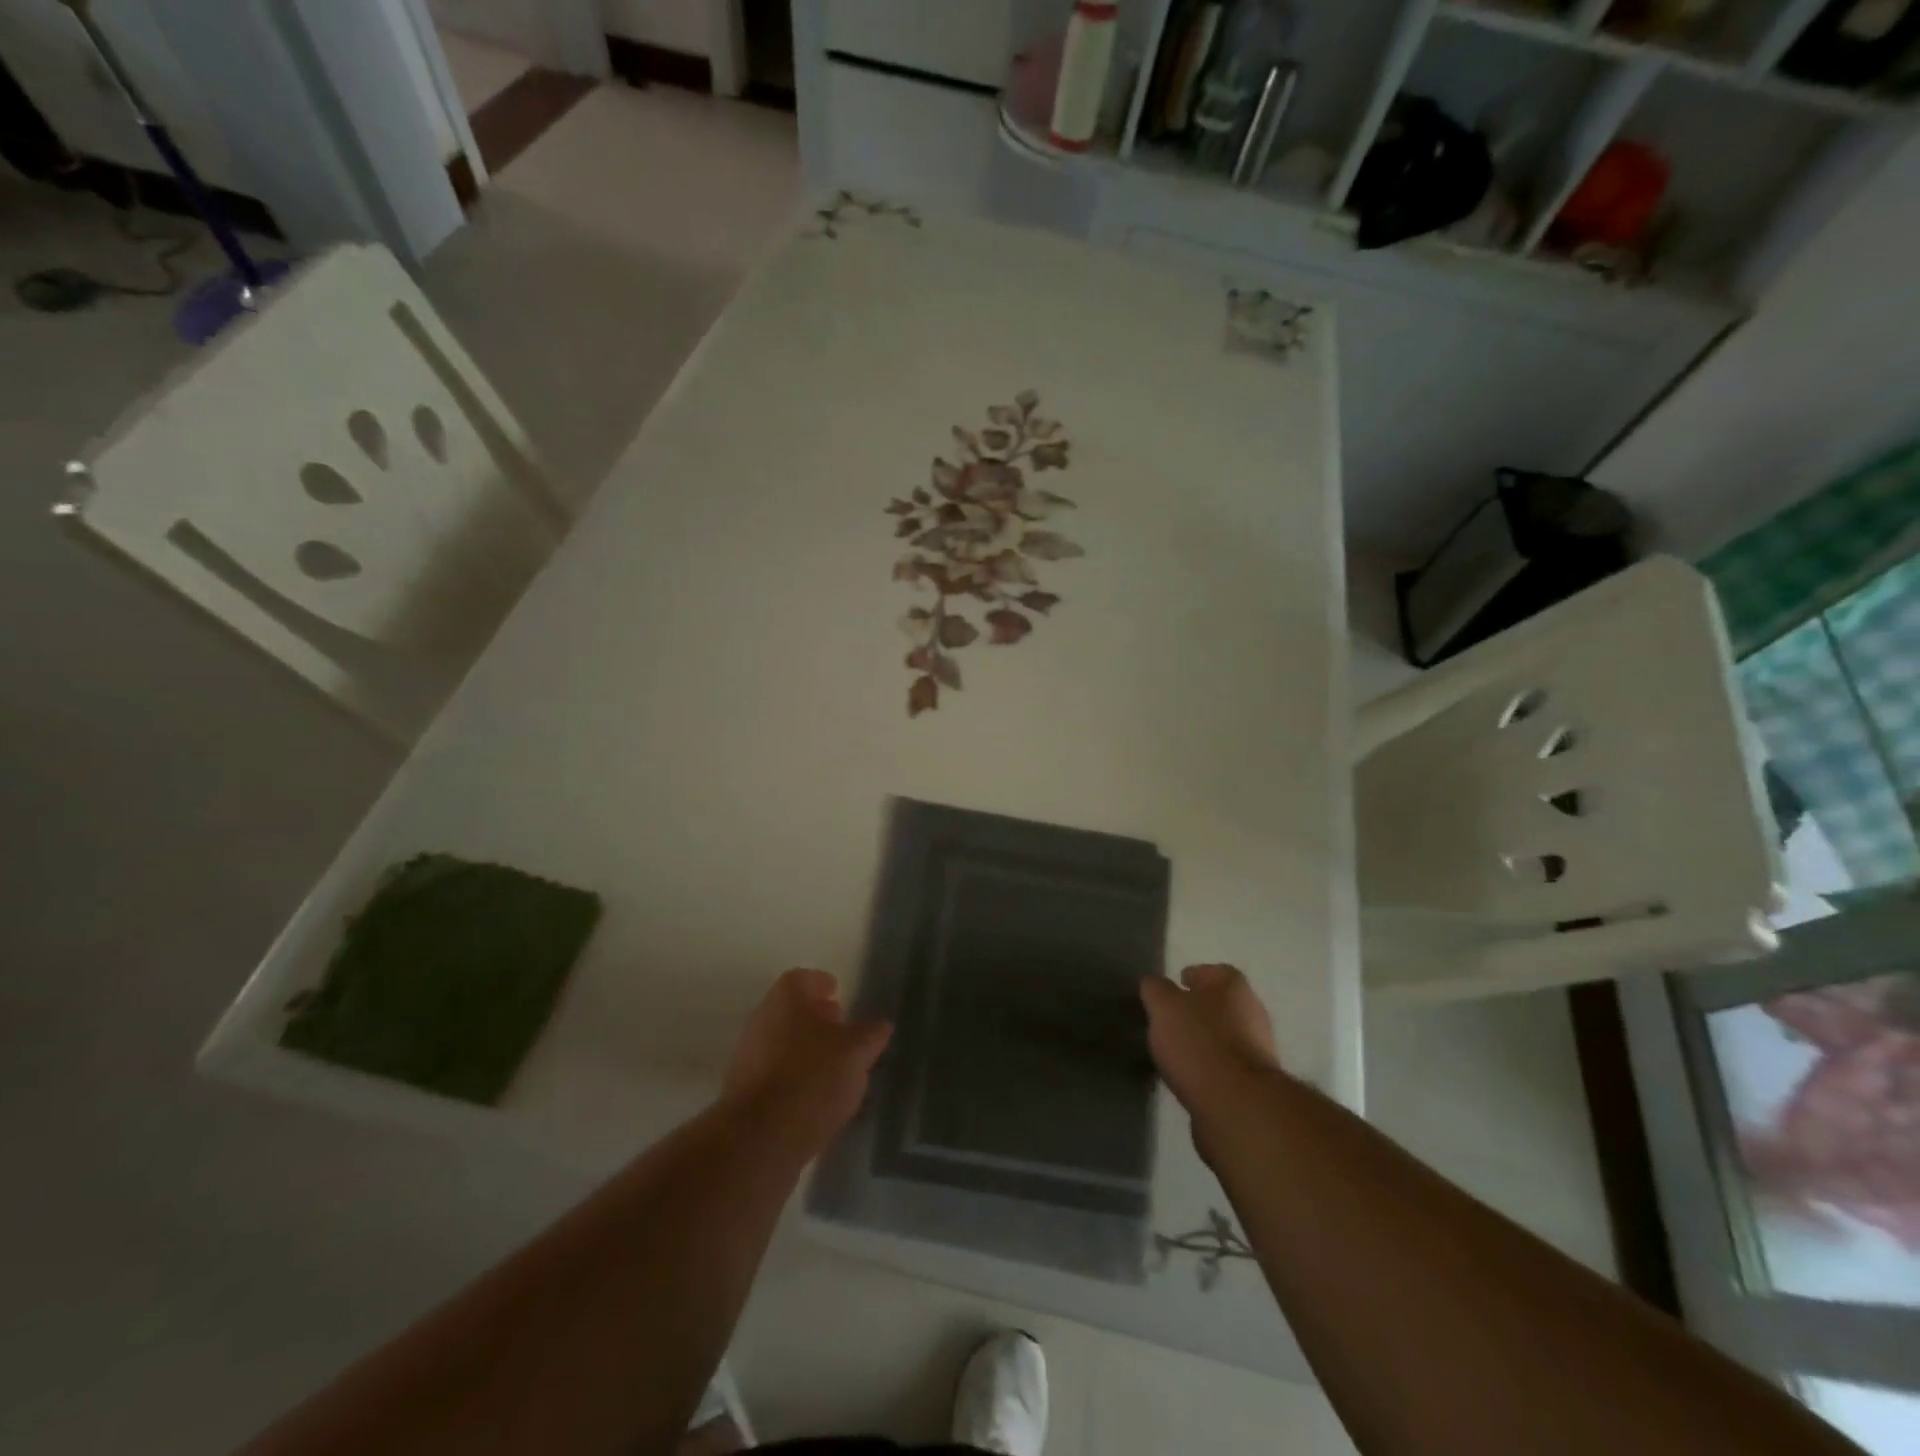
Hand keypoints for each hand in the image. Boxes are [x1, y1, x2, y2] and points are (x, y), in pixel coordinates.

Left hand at [721, 968, 891, 1153]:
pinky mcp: (744, 1093)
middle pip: (791, 1010)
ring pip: (782, 1042)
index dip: (822, 984)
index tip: (839, 994)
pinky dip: (796, 1077)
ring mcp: (748, 1057)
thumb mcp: (856, 1052)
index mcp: (784, 999)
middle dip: (816, 1018)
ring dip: (807, 1049)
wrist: (760, 1139)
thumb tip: (880, 1025)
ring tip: (836, 1068)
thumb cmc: (812, 1078)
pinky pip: (775, 1073)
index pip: (802, 978)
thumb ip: (870, 1034)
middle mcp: (761, 1020)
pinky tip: (817, 1097)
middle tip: (842, 1030)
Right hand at [1140, 964, 1281, 1116]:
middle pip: (1222, 1004)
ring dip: (1204, 1040)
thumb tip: (1154, 985)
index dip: (1194, 976)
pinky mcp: (1255, 1084)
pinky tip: (1189, 1076)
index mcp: (1234, 987)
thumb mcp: (1163, 1006)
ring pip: (1225, 1036)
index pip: (1215, 971)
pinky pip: (1226, 1066)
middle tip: (1170, 1018)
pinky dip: (1209, 1067)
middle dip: (1198, 1010)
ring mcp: (1258, 1050)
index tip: (1175, 986)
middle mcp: (1253, 1013)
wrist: (1237, 1106)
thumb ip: (1156, 990)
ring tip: (1175, 1050)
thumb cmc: (1198, 1043)